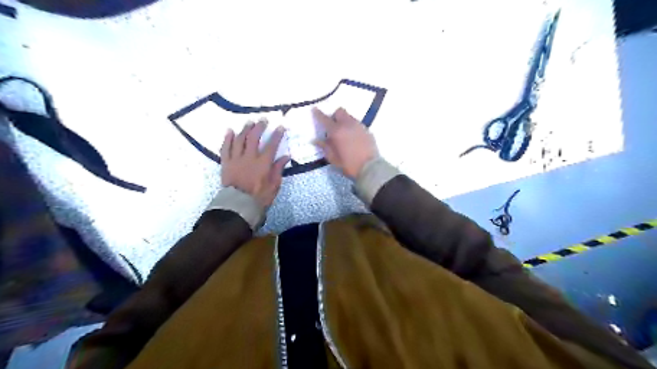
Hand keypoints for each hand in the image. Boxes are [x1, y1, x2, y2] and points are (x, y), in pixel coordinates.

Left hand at [221, 120, 288, 208]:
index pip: (271, 145)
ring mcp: (236, 159)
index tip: (281, 126)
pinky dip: (227, 138)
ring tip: (249, 122)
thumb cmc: (259, 197)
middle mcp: (249, 157)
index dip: (277, 135)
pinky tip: (230, 131)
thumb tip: (286, 156)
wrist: (238, 206)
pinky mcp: (226, 163)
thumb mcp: (274, 185)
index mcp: (263, 163)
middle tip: (263, 119)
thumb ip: (278, 169)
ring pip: (239, 139)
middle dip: (259, 127)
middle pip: (254, 138)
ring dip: (245, 129)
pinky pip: (225, 148)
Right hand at [313, 107, 379, 178]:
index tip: (314, 109)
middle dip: (334, 116)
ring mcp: (359, 126)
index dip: (318, 113)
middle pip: (339, 111)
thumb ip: (324, 147)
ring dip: (344, 121)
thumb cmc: (348, 164)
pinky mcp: (367, 130)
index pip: (325, 119)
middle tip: (333, 126)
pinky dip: (352, 127)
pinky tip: (353, 138)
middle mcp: (347, 124)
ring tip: (344, 133)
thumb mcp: (333, 158)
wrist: (370, 167)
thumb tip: (315, 140)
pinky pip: (357, 124)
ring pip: (349, 117)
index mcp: (336, 131)